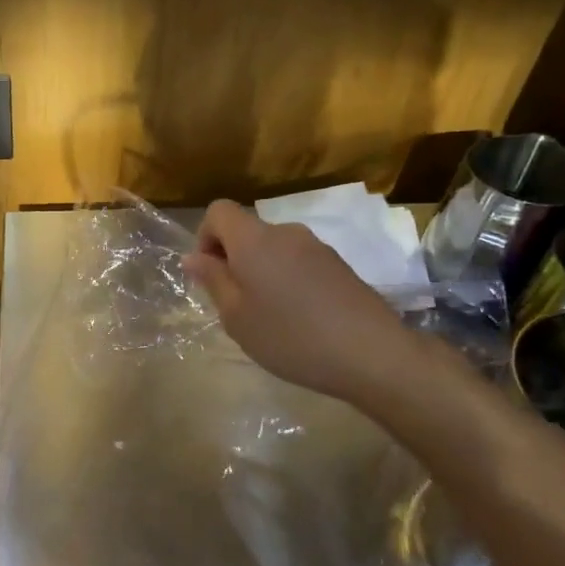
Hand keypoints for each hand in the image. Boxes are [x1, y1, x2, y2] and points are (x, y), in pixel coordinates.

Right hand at [181, 198, 420, 403]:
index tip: (210, 274)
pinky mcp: (339, 265)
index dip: (205, 237)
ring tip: (269, 316)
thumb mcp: (236, 316)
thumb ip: (213, 280)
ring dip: (261, 271)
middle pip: (247, 231)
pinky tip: (299, 318)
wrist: (372, 354)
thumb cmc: (290, 336)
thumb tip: (193, 257)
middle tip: (236, 304)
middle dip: (233, 259)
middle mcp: (285, 232)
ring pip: (273, 248)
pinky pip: (298, 261)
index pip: (218, 211)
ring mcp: (317, 247)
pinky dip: (288, 280)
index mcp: (254, 240)